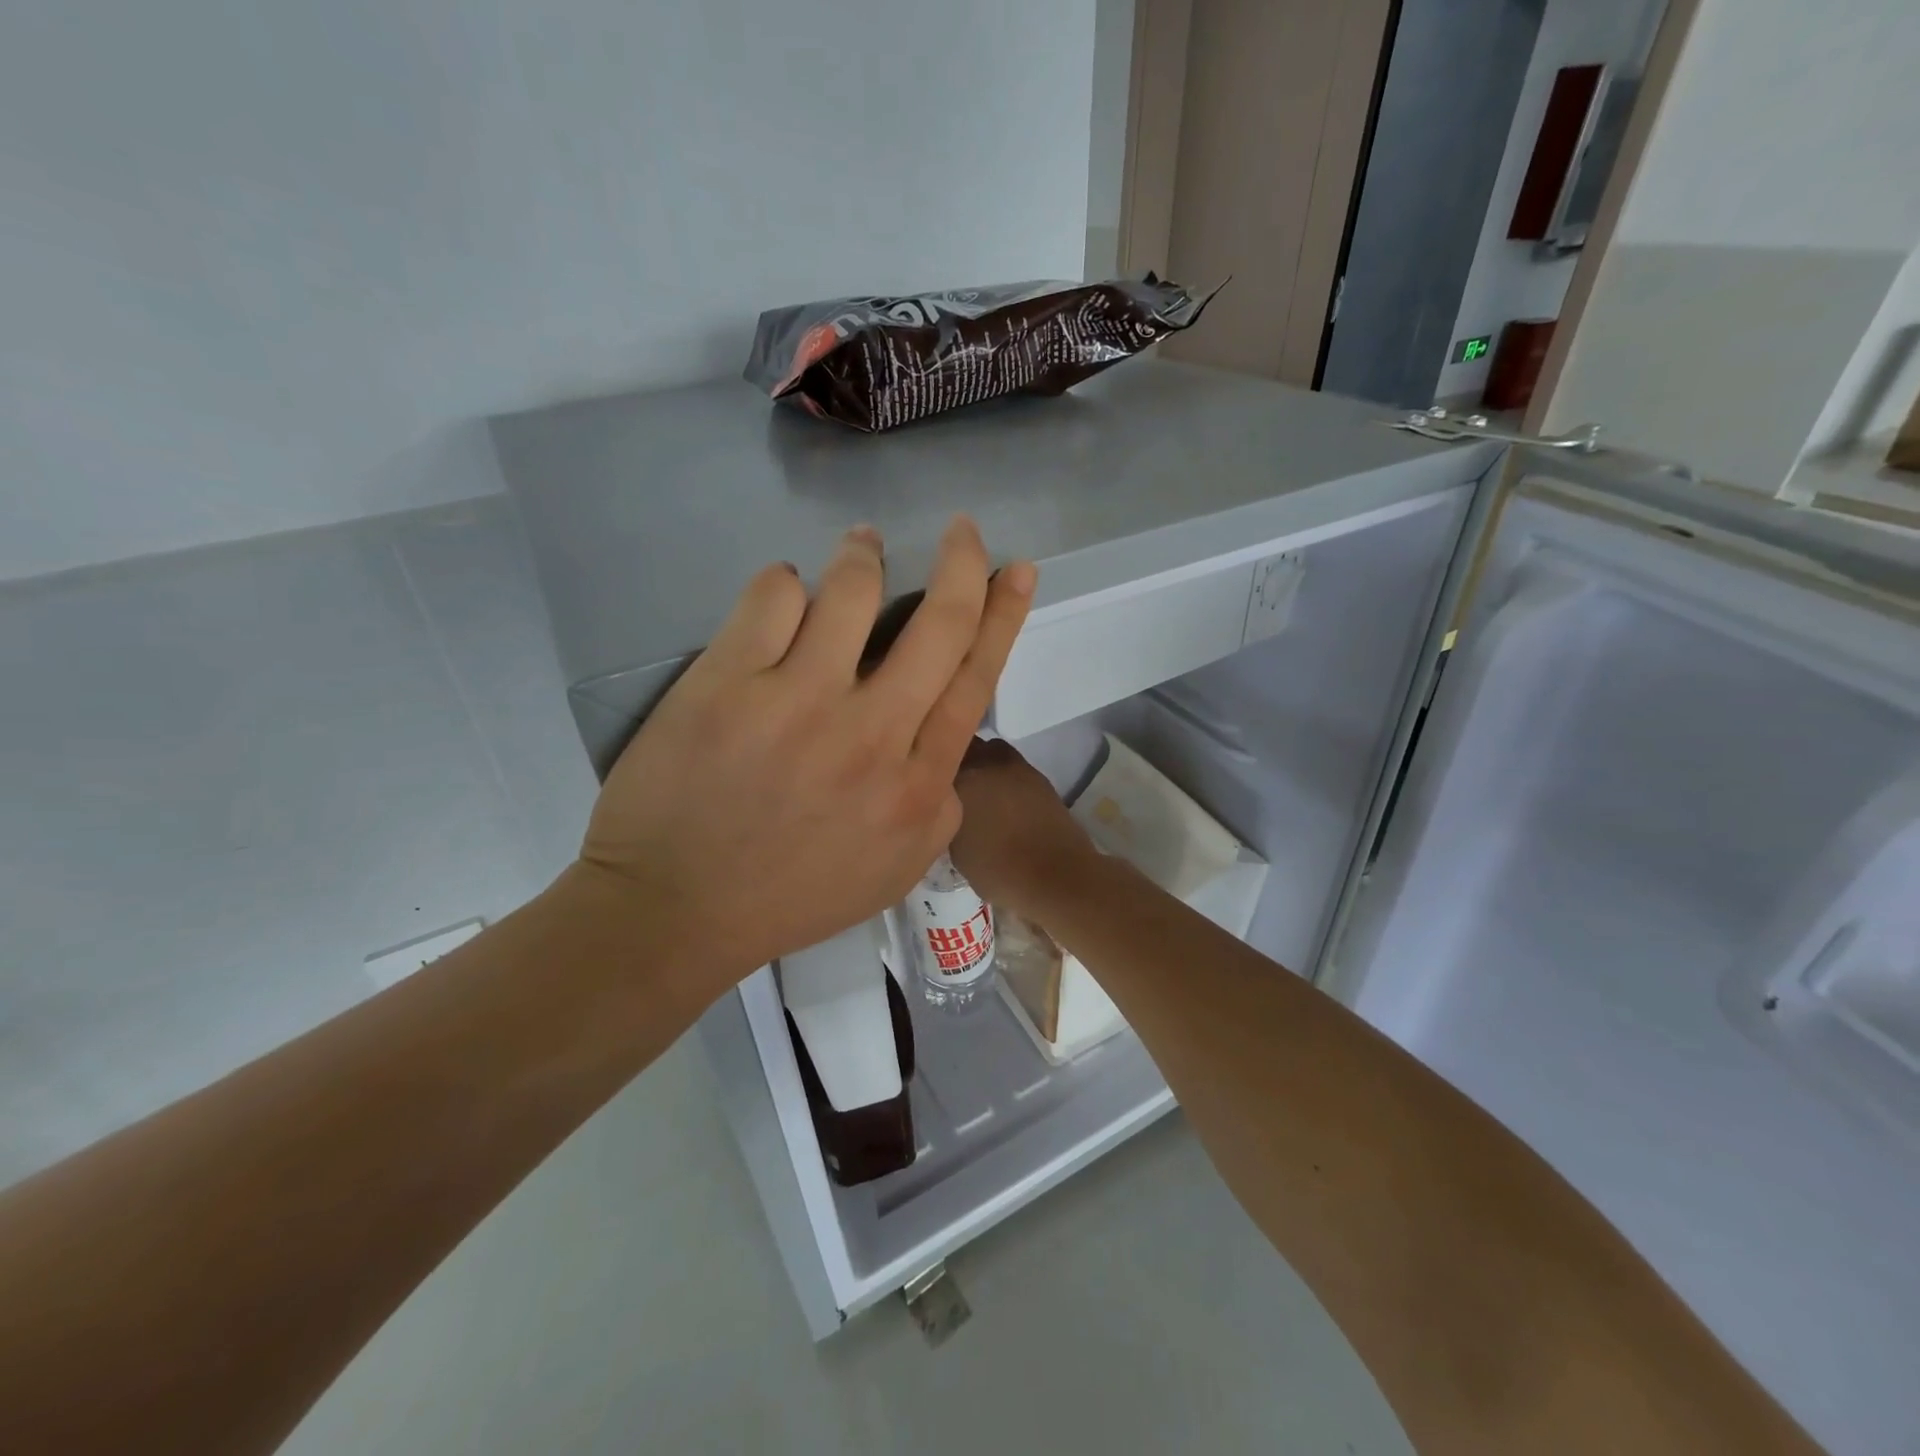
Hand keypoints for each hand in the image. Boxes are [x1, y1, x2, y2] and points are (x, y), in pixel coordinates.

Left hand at [575, 517, 1034, 994]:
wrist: (676, 912)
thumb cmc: (792, 895)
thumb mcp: (897, 868)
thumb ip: (937, 802)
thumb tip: (944, 736)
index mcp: (917, 783)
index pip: (976, 678)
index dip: (1003, 615)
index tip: (1017, 570)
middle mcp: (872, 734)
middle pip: (939, 623)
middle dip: (962, 561)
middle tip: (963, 529)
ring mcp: (800, 703)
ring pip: (854, 588)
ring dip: (864, 556)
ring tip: (861, 546)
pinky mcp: (729, 683)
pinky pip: (774, 595)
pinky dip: (786, 583)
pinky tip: (783, 597)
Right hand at [949, 738, 1097, 920]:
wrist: (1056, 875)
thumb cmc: (998, 869)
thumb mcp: (956, 849)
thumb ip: (948, 818)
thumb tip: (950, 809)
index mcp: (962, 778)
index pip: (937, 758)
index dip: (933, 769)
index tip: (927, 782)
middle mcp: (988, 762)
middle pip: (967, 746)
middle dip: (959, 760)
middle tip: (954, 784)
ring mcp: (1018, 767)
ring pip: (992, 752)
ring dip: (985, 765)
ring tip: (981, 791)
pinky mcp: (1040, 777)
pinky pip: (1013, 768)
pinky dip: (1006, 778)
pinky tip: (1004, 801)